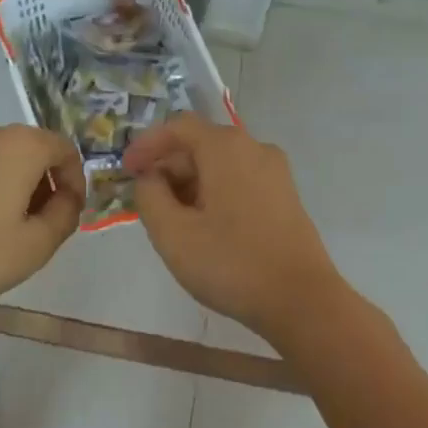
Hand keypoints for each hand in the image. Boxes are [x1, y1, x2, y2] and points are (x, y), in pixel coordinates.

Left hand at [0, 119, 82, 313]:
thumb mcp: (35, 247)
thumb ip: (64, 216)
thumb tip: (66, 198)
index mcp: (19, 146)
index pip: (64, 149)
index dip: (74, 180)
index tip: (68, 213)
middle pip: (26, 150)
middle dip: (39, 183)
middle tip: (34, 225)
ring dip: (3, 184)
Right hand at [124, 113, 343, 340]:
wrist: (302, 301)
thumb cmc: (231, 263)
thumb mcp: (172, 233)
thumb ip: (149, 196)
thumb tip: (150, 178)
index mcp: (226, 148)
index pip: (178, 126)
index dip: (146, 145)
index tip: (126, 171)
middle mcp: (254, 148)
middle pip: (200, 144)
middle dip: (168, 169)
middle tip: (145, 203)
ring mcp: (275, 173)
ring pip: (220, 165)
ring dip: (189, 185)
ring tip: (171, 221)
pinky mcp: (285, 197)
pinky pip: (239, 181)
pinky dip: (213, 194)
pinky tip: (203, 228)